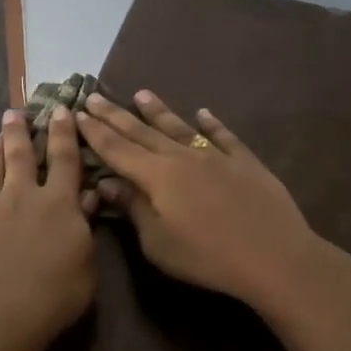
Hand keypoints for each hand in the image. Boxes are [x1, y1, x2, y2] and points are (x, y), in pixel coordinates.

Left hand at [0, 107, 95, 349]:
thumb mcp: (86, 267)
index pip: (64, 159)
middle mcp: (21, 196)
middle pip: (20, 156)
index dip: (64, 134)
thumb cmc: (52, 296)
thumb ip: (86, 230)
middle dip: (19, 132)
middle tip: (14, 113)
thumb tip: (90, 198)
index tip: (60, 111)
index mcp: (58, 203)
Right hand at [77, 89, 322, 307]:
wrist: (273, 254)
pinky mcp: (245, 162)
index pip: (117, 149)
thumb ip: (133, 208)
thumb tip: (107, 182)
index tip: (77, 113)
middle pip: (143, 132)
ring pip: (180, 127)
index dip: (95, 132)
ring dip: (158, 111)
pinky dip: (211, 123)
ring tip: (141, 94)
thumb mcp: (158, 242)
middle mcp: (182, 157)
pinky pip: (223, 136)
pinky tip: (203, 113)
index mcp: (157, 176)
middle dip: (116, 115)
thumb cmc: (207, 256)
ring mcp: (216, 156)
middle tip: (94, 95)